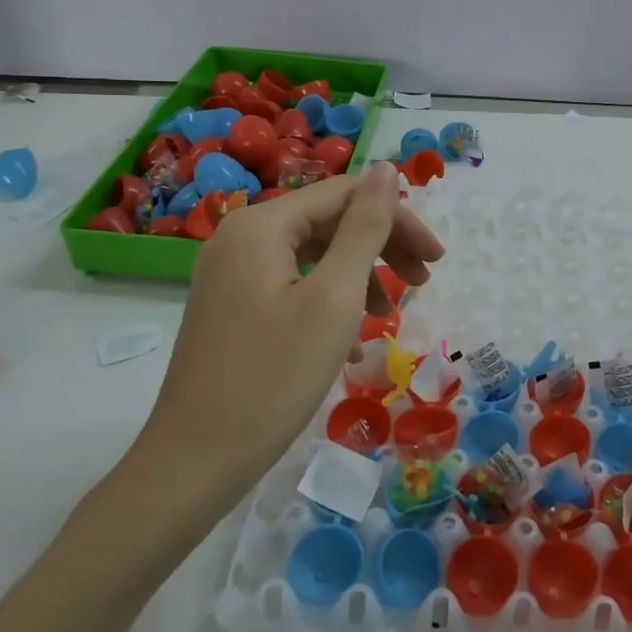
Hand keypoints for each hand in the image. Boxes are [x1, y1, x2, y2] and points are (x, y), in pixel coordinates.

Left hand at [135, 162, 443, 513]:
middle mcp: (241, 238)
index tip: (436, 259)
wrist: (195, 463)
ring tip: (391, 315)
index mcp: (262, 225)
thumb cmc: (274, 377)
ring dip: (360, 277)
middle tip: (424, 281)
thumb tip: (386, 168)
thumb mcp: (335, 297)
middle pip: (329, 222)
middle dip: (382, 247)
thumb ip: (365, 228)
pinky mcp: (232, 308)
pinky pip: (293, 286)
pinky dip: (330, 302)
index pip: (346, 195)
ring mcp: (231, 274)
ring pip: (314, 255)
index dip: (398, 219)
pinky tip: (353, 342)